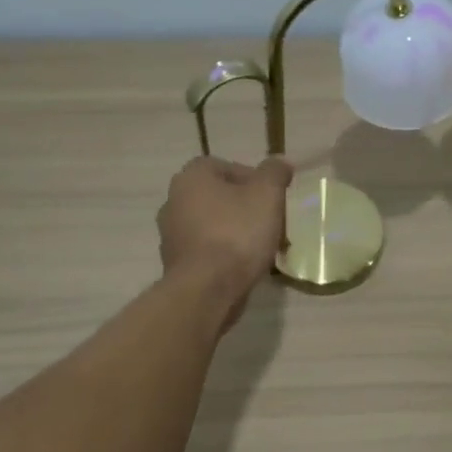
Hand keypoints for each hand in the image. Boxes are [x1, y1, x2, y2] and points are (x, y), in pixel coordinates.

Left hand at [157, 156, 292, 315]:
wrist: (206, 290)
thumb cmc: (237, 233)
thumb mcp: (266, 194)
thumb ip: (274, 172)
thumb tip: (280, 161)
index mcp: (191, 177)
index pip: (227, 166)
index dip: (254, 179)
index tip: (273, 197)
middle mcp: (174, 201)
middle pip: (219, 197)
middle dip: (245, 207)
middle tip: (271, 221)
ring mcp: (170, 235)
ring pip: (213, 225)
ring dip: (235, 231)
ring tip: (262, 247)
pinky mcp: (175, 264)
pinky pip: (206, 251)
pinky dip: (224, 254)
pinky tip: (244, 266)